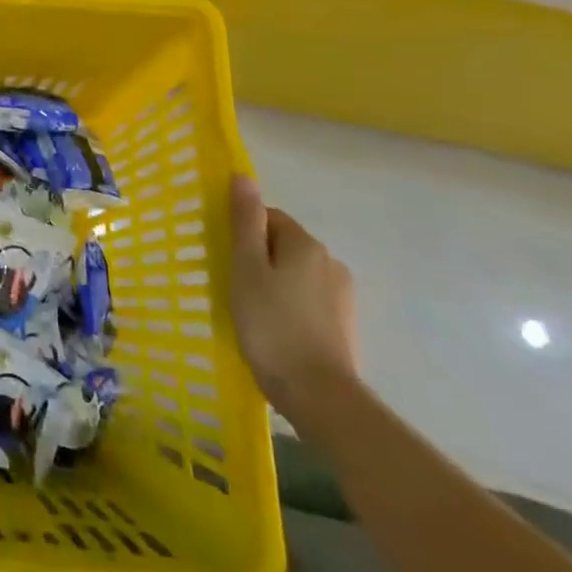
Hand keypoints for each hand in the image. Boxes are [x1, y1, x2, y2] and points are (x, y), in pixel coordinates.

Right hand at [227, 174, 359, 425]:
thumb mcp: (247, 268)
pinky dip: (290, 307)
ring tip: (252, 313)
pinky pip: (308, 301)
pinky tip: (275, 331)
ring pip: (296, 274)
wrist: (319, 396)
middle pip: (283, 245)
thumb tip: (243, 175)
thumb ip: (245, 221)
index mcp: (306, 244)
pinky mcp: (344, 325)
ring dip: (274, 284)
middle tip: (234, 286)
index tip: (227, 259)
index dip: (243, 234)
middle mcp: (331, 262)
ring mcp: (342, 296)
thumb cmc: (272, 324)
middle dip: (258, 259)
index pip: (269, 217)